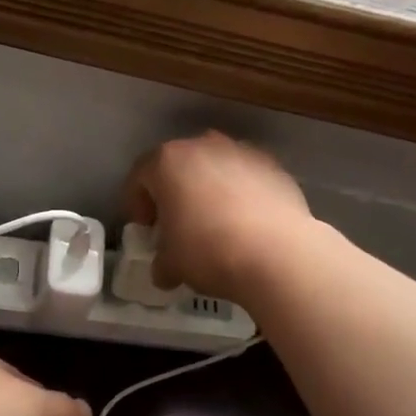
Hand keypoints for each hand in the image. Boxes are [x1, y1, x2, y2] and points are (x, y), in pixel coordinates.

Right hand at [124, 131, 312, 302]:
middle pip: (179, 166)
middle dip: (175, 193)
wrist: (278, 253)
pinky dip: (242, 195)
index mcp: (167, 161)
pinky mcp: (274, 166)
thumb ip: (161, 261)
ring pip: (215, 168)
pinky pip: (247, 178)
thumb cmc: (208, 251)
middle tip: (178, 225)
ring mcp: (242, 152)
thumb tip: (165, 270)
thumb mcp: (170, 264)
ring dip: (209, 191)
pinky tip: (247, 224)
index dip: (137, 204)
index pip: (139, 176)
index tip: (147, 229)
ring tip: (216, 225)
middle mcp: (203, 145)